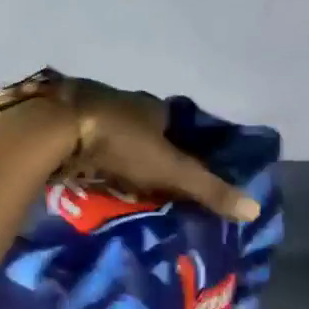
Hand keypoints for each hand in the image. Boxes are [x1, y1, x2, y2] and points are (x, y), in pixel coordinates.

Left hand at [0, 71, 258, 223]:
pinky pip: (78, 143)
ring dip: (112, 155)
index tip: (177, 174)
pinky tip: (84, 177)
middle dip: (143, 153)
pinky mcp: (57, 122)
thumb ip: (208, 189)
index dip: (178, 148)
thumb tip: (254, 209)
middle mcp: (120, 100)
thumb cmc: (120, 143)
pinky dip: (84, 158)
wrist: (55, 129)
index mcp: (150, 105)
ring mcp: (86, 108)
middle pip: (138, 129)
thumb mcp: (170, 170)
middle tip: (147, 185)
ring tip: (117, 187)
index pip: (173, 125)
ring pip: (107, 135)